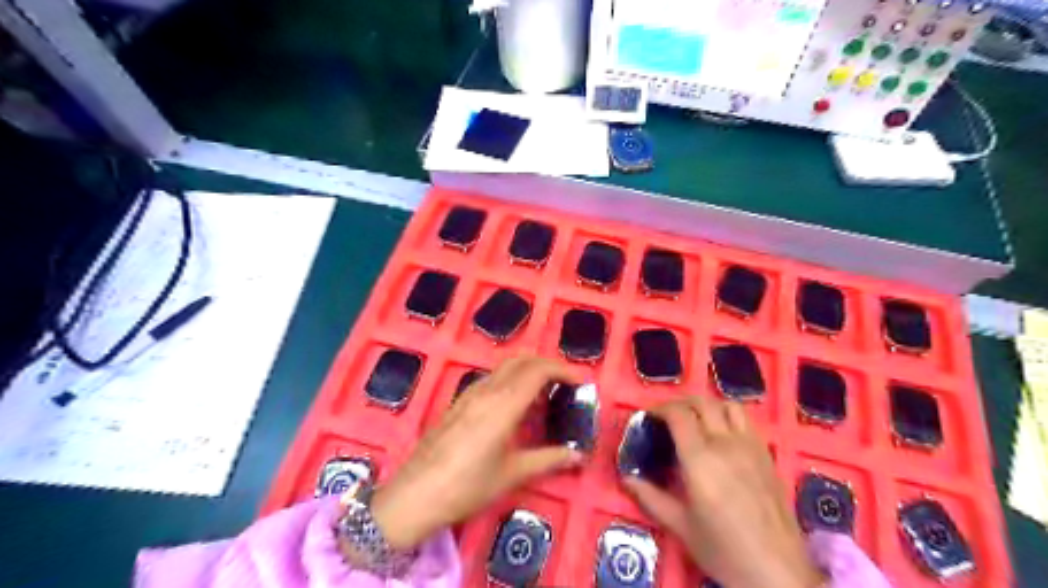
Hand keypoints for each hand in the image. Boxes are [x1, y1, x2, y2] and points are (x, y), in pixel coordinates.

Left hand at [365, 353, 580, 550]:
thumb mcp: (512, 474)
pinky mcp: (458, 402)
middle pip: (522, 360)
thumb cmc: (468, 486)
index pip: (538, 370)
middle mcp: (487, 390)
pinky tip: (514, 405)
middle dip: (547, 364)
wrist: (415, 495)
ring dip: (527, 370)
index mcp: (504, 403)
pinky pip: (491, 379)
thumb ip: (548, 459)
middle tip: (565, 383)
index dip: (563, 370)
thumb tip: (578, 456)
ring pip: (504, 367)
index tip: (581, 382)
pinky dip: (510, 380)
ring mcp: (469, 394)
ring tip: (544, 394)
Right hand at [620, 394, 827, 586]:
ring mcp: (750, 447)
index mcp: (700, 459)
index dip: (660, 408)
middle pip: (702, 403)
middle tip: (667, 417)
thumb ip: (651, 497)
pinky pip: (747, 421)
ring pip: (728, 405)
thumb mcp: (681, 526)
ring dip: (708, 406)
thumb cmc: (723, 550)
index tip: (649, 415)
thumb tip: (626, 478)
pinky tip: (723, 435)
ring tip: (696, 420)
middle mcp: (726, 444)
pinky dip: (729, 416)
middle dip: (680, 403)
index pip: (679, 414)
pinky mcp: (767, 455)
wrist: (777, 571)